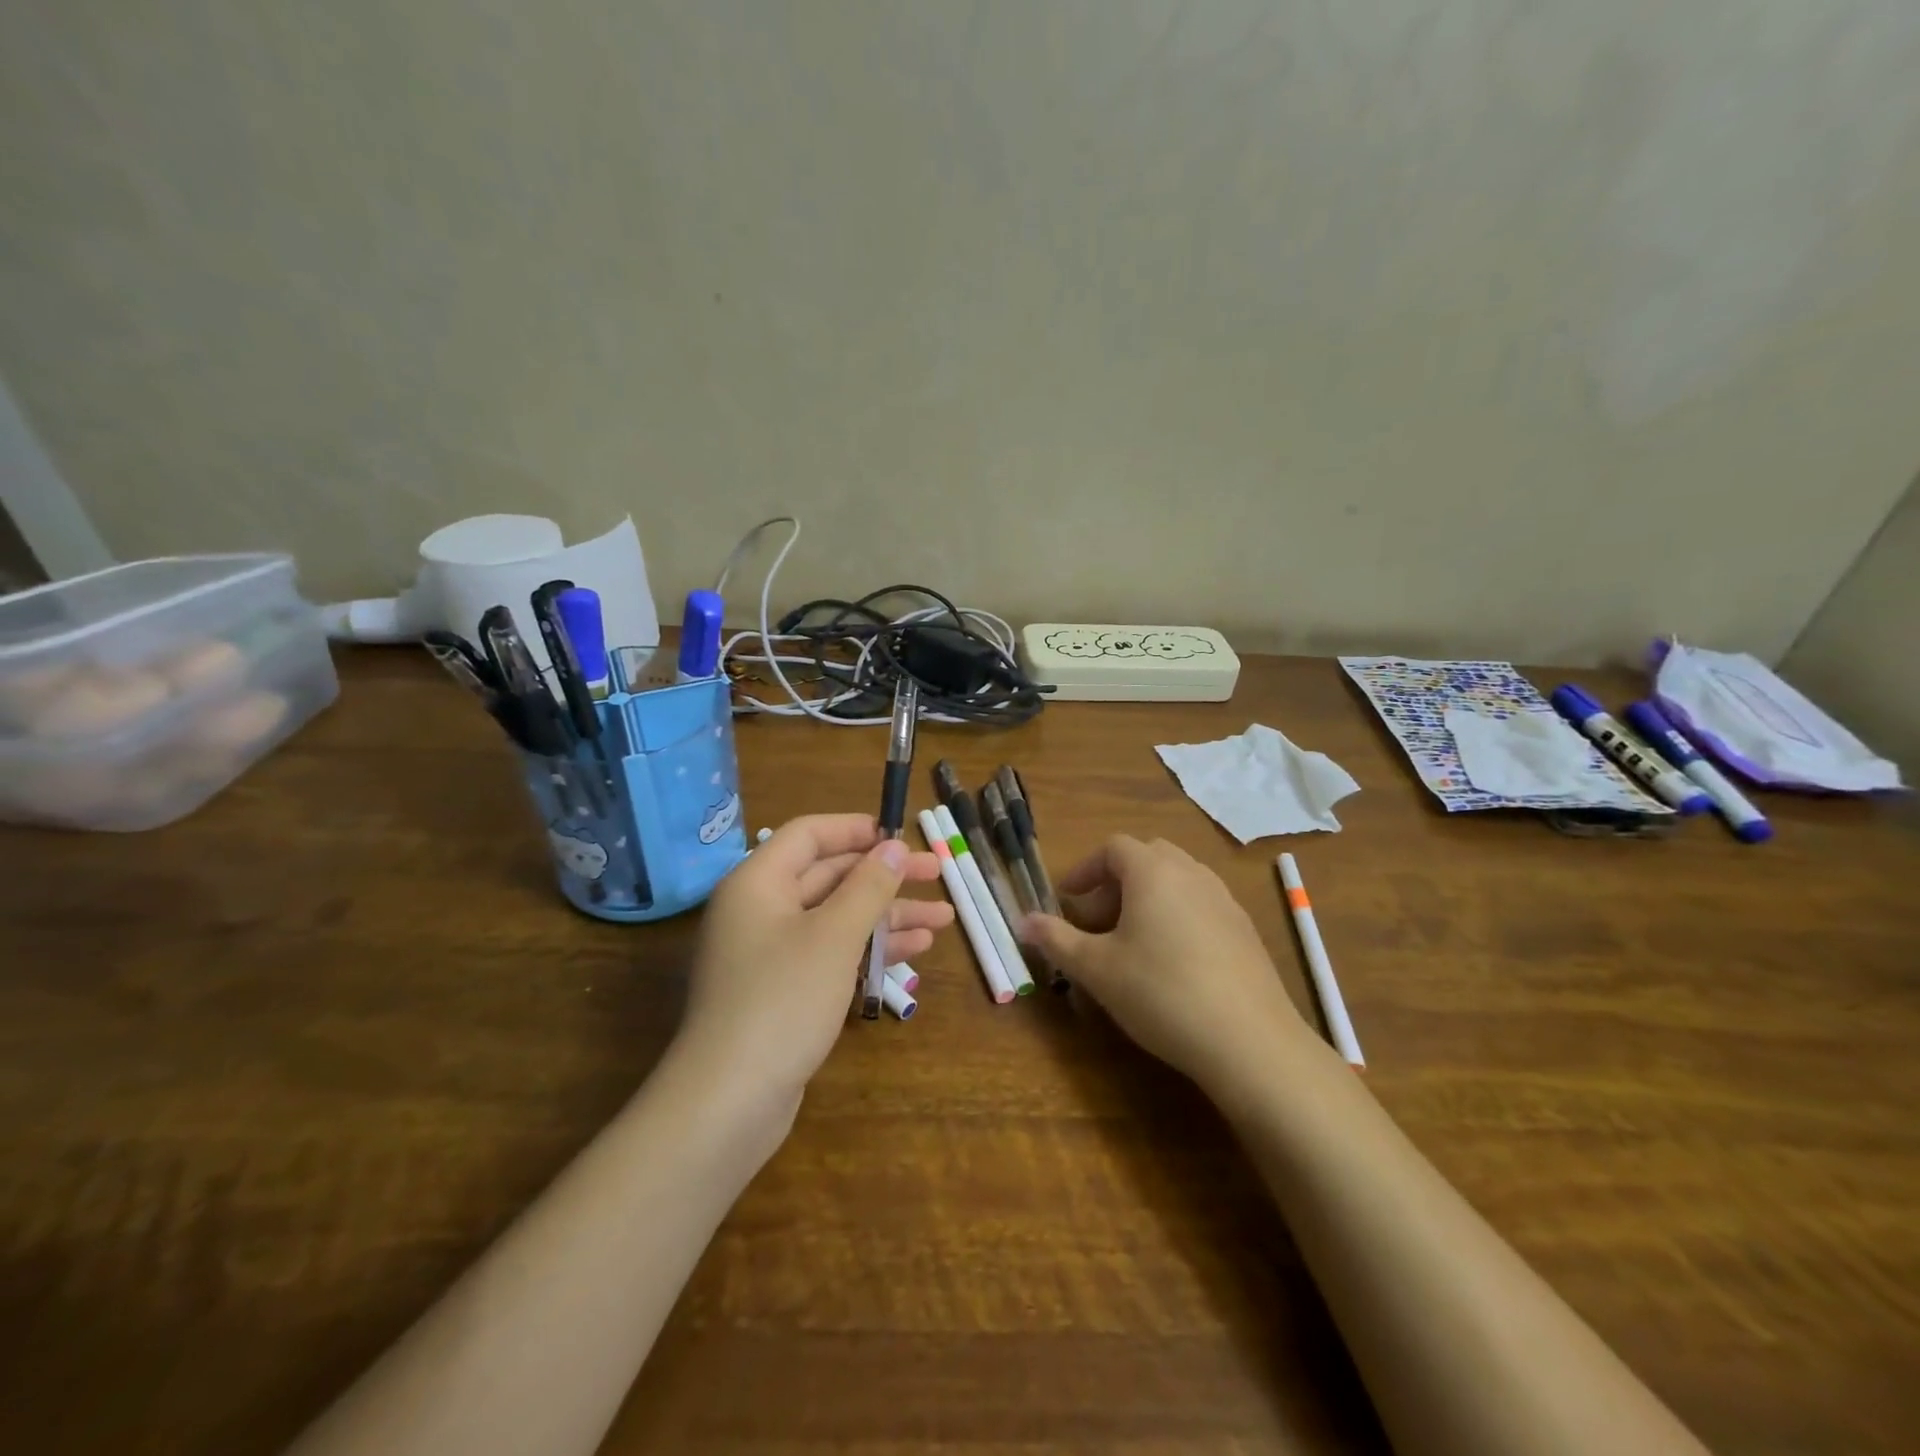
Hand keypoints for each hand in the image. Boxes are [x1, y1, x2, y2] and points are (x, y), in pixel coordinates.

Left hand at [680, 814, 950, 1112]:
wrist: (728, 1102)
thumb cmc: (782, 1000)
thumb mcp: (834, 935)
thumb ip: (868, 886)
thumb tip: (894, 846)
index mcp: (758, 882)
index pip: (810, 835)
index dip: (857, 830)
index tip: (902, 837)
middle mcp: (760, 910)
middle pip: (830, 876)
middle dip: (885, 877)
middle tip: (938, 875)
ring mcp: (771, 953)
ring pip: (837, 918)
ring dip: (888, 916)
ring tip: (943, 921)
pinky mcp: (783, 991)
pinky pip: (831, 953)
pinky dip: (869, 949)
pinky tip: (914, 953)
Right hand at [1020, 835, 1310, 1097]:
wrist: (1249, 1041)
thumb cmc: (1160, 992)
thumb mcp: (1096, 969)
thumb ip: (1056, 940)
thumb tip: (1022, 921)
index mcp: (1153, 871)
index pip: (1113, 848)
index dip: (1085, 869)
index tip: (1068, 900)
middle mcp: (1191, 873)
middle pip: (1147, 858)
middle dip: (1116, 882)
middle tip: (1097, 920)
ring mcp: (1224, 900)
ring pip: (1177, 881)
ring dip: (1147, 898)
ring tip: (1131, 942)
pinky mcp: (1245, 930)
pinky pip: (1201, 905)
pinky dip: (1177, 917)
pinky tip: (1172, 963)